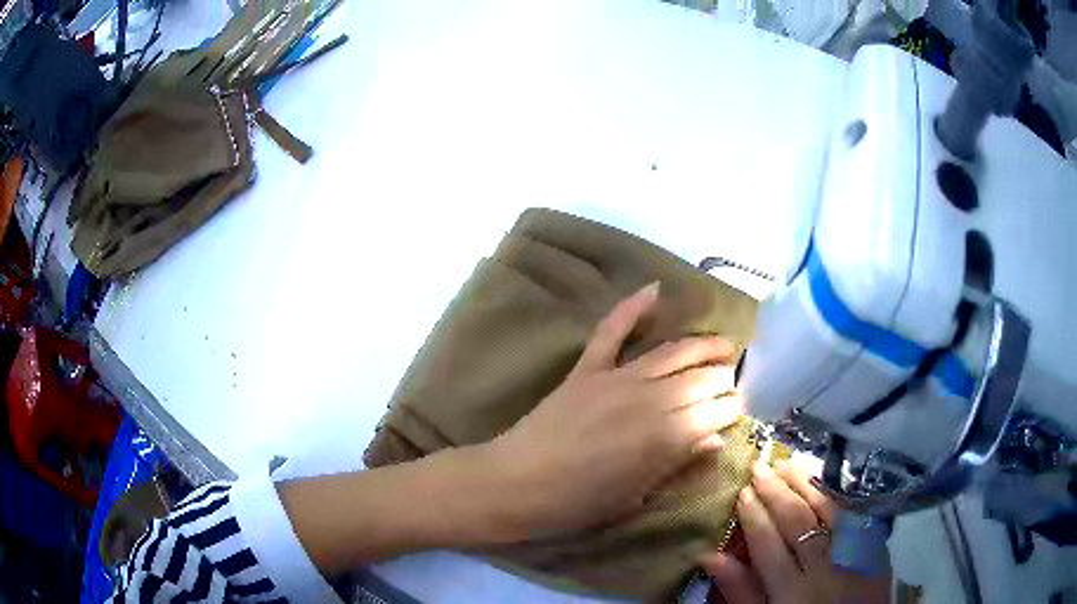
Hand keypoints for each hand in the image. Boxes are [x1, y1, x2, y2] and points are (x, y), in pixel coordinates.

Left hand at [486, 282, 743, 538]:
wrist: (516, 483)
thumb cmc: (578, 503)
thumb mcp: (636, 495)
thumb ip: (679, 463)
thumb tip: (716, 440)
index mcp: (666, 437)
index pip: (716, 412)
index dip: (733, 408)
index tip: (742, 409)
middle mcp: (650, 398)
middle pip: (702, 378)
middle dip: (725, 379)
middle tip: (736, 382)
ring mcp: (617, 378)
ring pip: (672, 352)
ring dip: (703, 345)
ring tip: (725, 344)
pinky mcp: (587, 368)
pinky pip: (612, 331)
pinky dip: (631, 307)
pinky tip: (654, 289)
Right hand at [701, 460, 890, 603]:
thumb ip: (741, 591)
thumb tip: (711, 557)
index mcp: (792, 591)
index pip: (769, 545)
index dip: (754, 516)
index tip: (742, 491)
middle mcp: (824, 566)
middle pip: (799, 521)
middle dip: (777, 492)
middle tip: (759, 467)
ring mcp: (853, 551)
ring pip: (829, 507)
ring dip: (806, 482)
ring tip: (786, 463)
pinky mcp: (875, 542)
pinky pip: (854, 509)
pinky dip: (836, 491)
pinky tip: (823, 476)